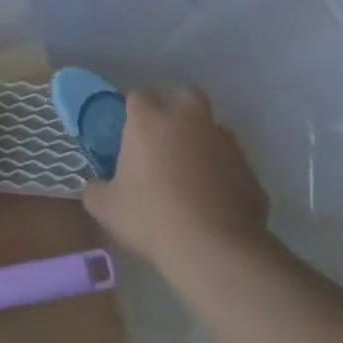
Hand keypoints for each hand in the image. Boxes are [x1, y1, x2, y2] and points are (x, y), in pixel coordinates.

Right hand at [81, 85, 270, 274]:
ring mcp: (224, 141)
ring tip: (194, 171)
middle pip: (186, 95)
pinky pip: (233, 162)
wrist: (214, 247)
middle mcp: (188, 120)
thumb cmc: (151, 218)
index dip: (135, 111)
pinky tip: (216, 198)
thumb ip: (95, 190)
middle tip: (167, 137)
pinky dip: (225, 172)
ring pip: (214, 127)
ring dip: (204, 140)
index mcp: (149, 122)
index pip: (139, 95)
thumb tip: (94, 187)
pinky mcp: (249, 169)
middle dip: (178, 108)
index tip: (131, 132)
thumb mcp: (107, 208)